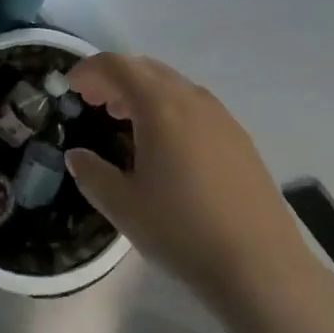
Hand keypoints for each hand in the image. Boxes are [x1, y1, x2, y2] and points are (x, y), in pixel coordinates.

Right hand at [65, 54, 302, 309]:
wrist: (262, 266)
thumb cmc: (183, 231)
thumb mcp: (124, 208)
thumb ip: (92, 175)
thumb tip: (77, 156)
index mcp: (159, 105)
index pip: (117, 66)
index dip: (89, 70)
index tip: (71, 86)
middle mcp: (190, 97)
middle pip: (145, 68)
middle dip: (115, 77)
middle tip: (93, 101)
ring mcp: (219, 115)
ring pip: (172, 84)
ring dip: (142, 91)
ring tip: (124, 118)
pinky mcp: (238, 136)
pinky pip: (194, 103)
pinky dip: (169, 106)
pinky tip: (166, 143)